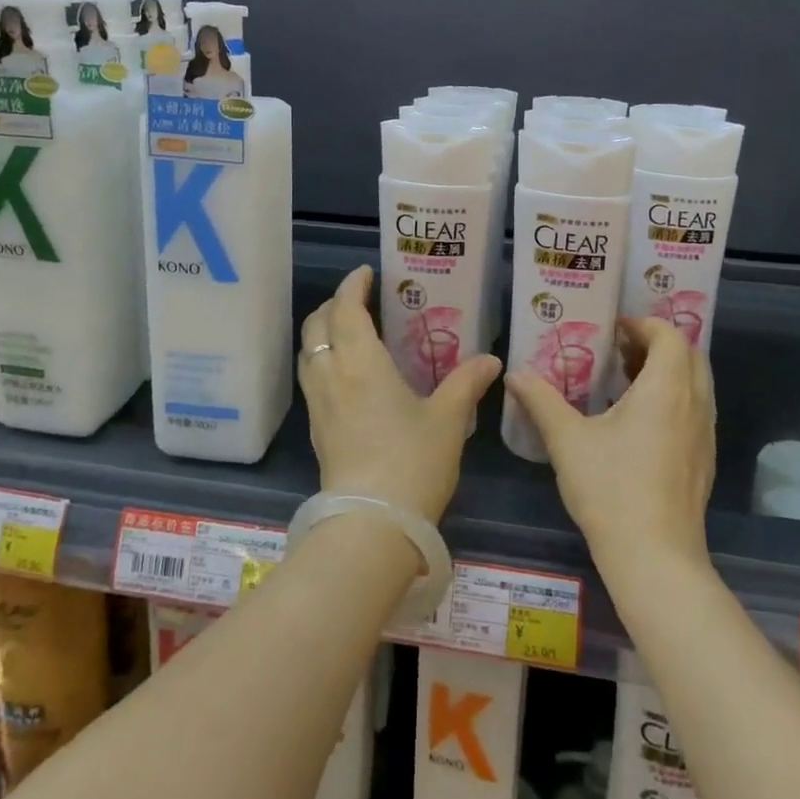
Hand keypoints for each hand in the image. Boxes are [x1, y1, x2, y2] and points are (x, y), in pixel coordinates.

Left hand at [299, 265, 499, 523]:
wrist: (371, 525)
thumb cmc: (412, 462)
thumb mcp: (448, 420)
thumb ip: (467, 383)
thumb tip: (491, 360)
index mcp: (361, 363)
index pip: (345, 309)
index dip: (352, 286)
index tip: (365, 273)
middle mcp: (332, 376)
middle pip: (316, 326)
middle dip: (332, 305)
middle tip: (359, 301)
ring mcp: (319, 405)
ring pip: (308, 353)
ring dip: (322, 333)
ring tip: (349, 333)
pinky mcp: (316, 430)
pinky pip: (311, 379)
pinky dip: (322, 361)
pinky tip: (346, 376)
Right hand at [506, 316, 714, 578]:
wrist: (655, 559)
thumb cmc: (611, 490)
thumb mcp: (567, 440)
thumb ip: (541, 400)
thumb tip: (515, 374)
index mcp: (666, 390)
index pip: (670, 335)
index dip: (643, 324)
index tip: (611, 330)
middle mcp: (694, 404)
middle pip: (690, 354)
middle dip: (657, 343)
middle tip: (618, 349)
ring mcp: (704, 434)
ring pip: (695, 383)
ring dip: (666, 370)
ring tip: (625, 380)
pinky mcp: (703, 459)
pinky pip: (695, 409)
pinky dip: (673, 397)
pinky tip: (637, 421)